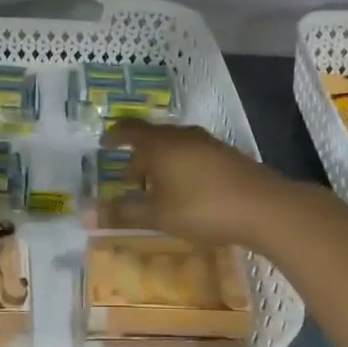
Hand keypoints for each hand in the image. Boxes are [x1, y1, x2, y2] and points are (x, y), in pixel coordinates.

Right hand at [98, 120, 297, 246]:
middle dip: (138, 154)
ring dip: (160, 161)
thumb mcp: (158, 215)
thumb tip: (83, 211)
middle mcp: (182, 136)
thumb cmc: (203, 208)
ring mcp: (207, 143)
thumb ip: (122, 212)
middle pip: (153, 137)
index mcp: (160, 145)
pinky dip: (180, 164)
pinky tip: (186, 188)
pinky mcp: (226, 155)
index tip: (104, 144)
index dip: (114, 136)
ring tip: (156, 185)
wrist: (264, 206)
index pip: (129, 131)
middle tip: (129, 177)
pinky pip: (192, 152)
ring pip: (174, 145)